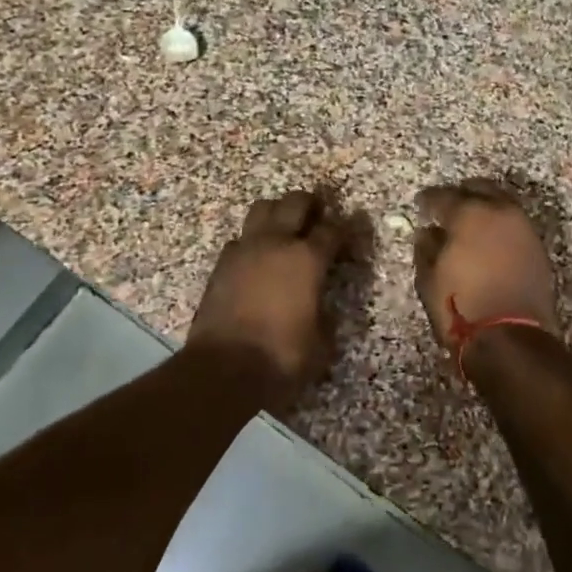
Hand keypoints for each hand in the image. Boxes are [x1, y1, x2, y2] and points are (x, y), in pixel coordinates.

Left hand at [188, 191, 342, 392]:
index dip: (346, 229)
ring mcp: (245, 249)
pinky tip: (257, 259)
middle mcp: (276, 243)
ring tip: (285, 228)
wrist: (223, 369)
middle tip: (318, 215)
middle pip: (295, 202)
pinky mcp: (221, 263)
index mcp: (308, 259)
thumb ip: (326, 317)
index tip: (350, 234)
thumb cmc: (281, 356)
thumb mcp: (321, 343)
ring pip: (262, 208)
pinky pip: (240, 238)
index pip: (333, 230)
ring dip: (277, 212)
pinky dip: (252, 241)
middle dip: (310, 204)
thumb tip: (322, 308)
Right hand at [414, 181, 558, 350]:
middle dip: (462, 194)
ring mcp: (524, 229)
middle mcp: (501, 213)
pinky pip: (516, 225)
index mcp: (470, 215)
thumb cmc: (461, 307)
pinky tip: (490, 240)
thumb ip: (426, 249)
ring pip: (503, 204)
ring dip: (486, 207)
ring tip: (471, 222)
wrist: (511, 339)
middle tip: (448, 206)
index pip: (444, 196)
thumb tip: (427, 233)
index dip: (429, 199)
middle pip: (480, 189)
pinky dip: (501, 226)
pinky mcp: (538, 249)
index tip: (420, 205)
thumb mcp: (429, 280)